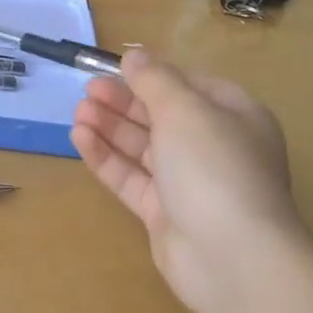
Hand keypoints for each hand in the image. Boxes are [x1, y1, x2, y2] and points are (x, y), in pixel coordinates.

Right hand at [71, 49, 306, 312]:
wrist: (231, 257)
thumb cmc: (214, 167)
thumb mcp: (184, 109)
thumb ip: (154, 80)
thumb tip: (134, 56)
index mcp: (234, 116)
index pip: (189, 87)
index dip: (152, 76)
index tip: (115, 68)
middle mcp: (214, 147)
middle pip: (162, 116)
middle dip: (124, 102)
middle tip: (87, 91)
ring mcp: (189, 184)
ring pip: (143, 148)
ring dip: (110, 128)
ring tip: (78, 113)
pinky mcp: (164, 213)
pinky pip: (131, 178)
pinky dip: (107, 157)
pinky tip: (81, 139)